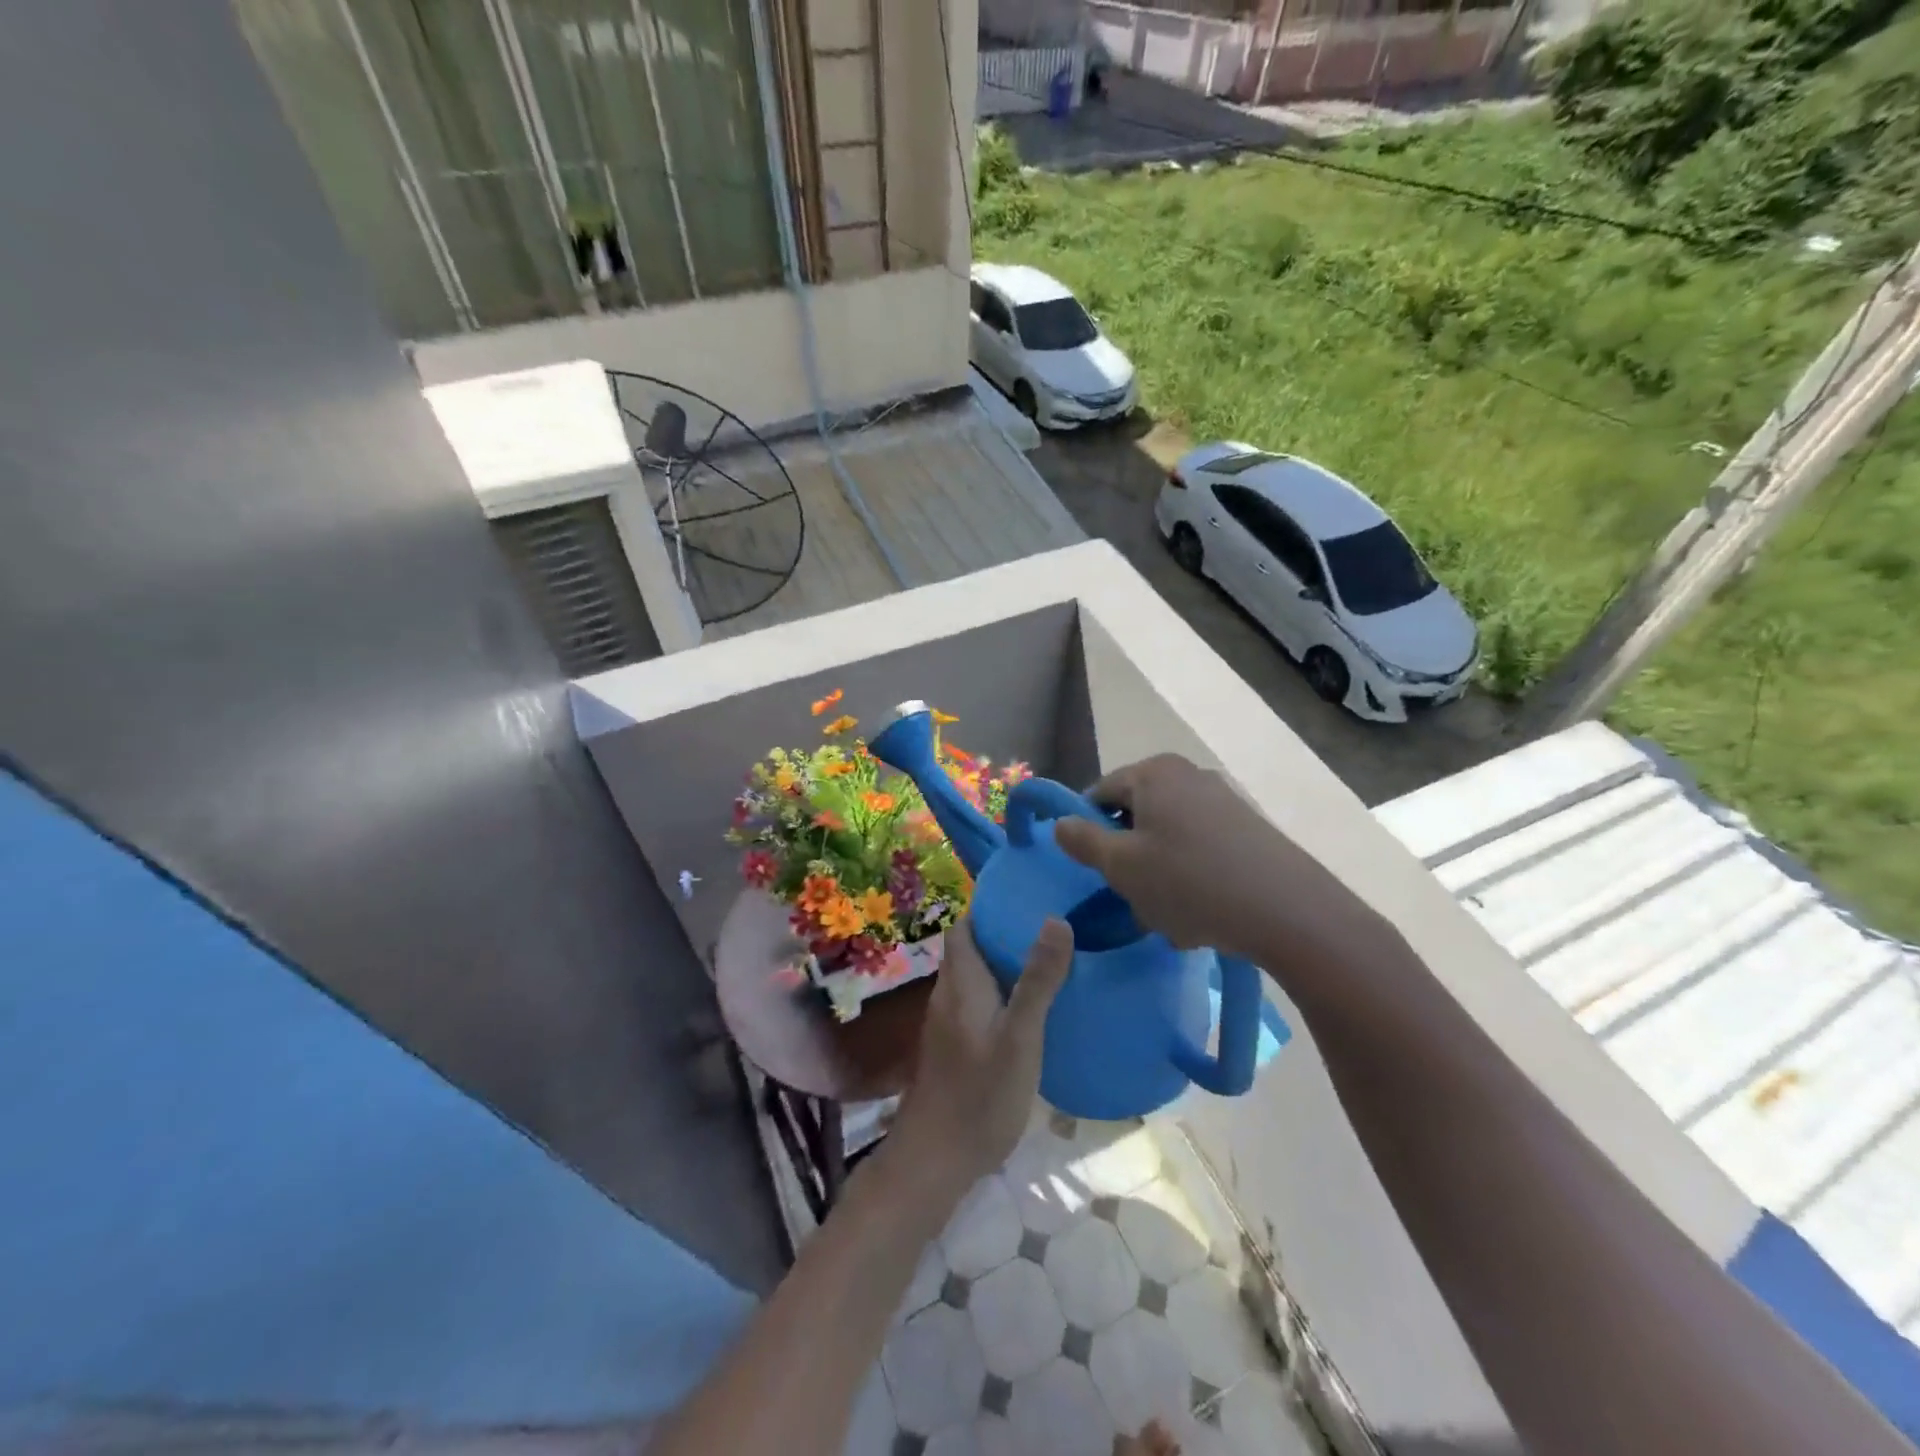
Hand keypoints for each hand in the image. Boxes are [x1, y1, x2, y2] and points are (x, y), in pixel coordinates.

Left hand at [889, 917, 1071, 1199]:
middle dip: (1002, 934)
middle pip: (969, 950)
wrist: (937, 1158)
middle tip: (1048, 927)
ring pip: (973, 979)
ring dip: (1002, 965)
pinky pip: (976, 1004)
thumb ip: (1038, 980)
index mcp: (961, 982)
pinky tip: (1029, 1011)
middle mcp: (948, 995)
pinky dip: (999, 995)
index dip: (988, 908)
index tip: (1025, 897)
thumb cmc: (981, 1093)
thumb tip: (1056, 919)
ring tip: (1046, 962)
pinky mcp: (953, 1049)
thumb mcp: (1021, 1036)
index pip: (964, 927)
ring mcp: (947, 1024)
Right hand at [1052, 754, 1386, 968]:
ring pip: (1169, 837)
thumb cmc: (1188, 881)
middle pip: (1137, 813)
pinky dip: (1192, 876)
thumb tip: (1060, 823)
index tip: (1094, 868)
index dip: (1088, 829)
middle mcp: (1189, 775)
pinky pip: (1202, 849)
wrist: (1287, 910)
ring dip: (1160, 872)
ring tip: (1170, 914)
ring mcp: (1224, 800)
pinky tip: (1202, 912)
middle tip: (1132, 894)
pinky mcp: (1250, 829)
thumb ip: (1083, 841)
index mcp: (1154, 772)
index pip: (1100, 792)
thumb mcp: (1121, 866)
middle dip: (1129, 855)